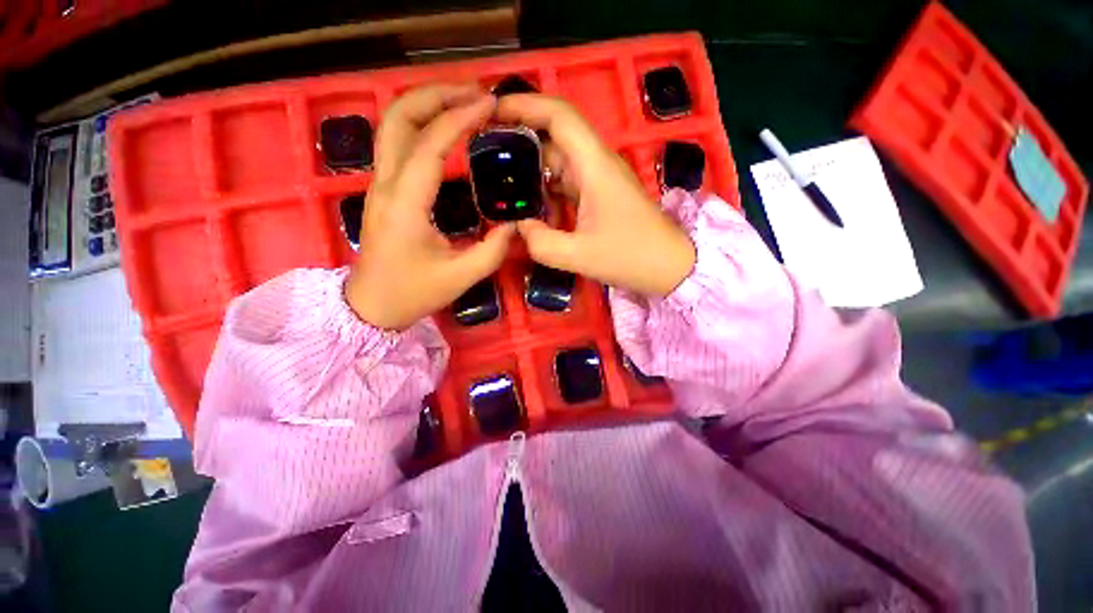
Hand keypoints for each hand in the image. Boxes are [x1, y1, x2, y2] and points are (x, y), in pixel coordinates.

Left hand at [346, 85, 515, 329]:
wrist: (371, 305)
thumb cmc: (412, 292)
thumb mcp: (461, 277)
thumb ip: (493, 250)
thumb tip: (514, 225)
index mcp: (405, 203)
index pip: (430, 143)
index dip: (460, 118)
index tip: (490, 105)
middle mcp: (386, 183)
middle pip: (398, 116)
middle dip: (436, 94)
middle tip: (475, 93)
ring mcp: (380, 184)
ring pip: (393, 124)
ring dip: (426, 104)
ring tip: (464, 102)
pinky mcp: (384, 189)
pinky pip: (398, 143)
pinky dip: (422, 124)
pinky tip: (447, 129)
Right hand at [495, 95, 695, 296]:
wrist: (670, 266)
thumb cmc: (632, 257)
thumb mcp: (581, 255)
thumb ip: (542, 243)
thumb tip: (519, 228)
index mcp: (595, 166)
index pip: (560, 115)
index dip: (525, 105)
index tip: (491, 112)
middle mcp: (596, 163)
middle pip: (555, 135)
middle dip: (520, 136)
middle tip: (484, 151)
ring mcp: (599, 179)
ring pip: (559, 160)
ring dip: (531, 166)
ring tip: (498, 177)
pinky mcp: (599, 194)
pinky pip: (566, 181)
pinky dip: (545, 187)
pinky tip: (528, 202)